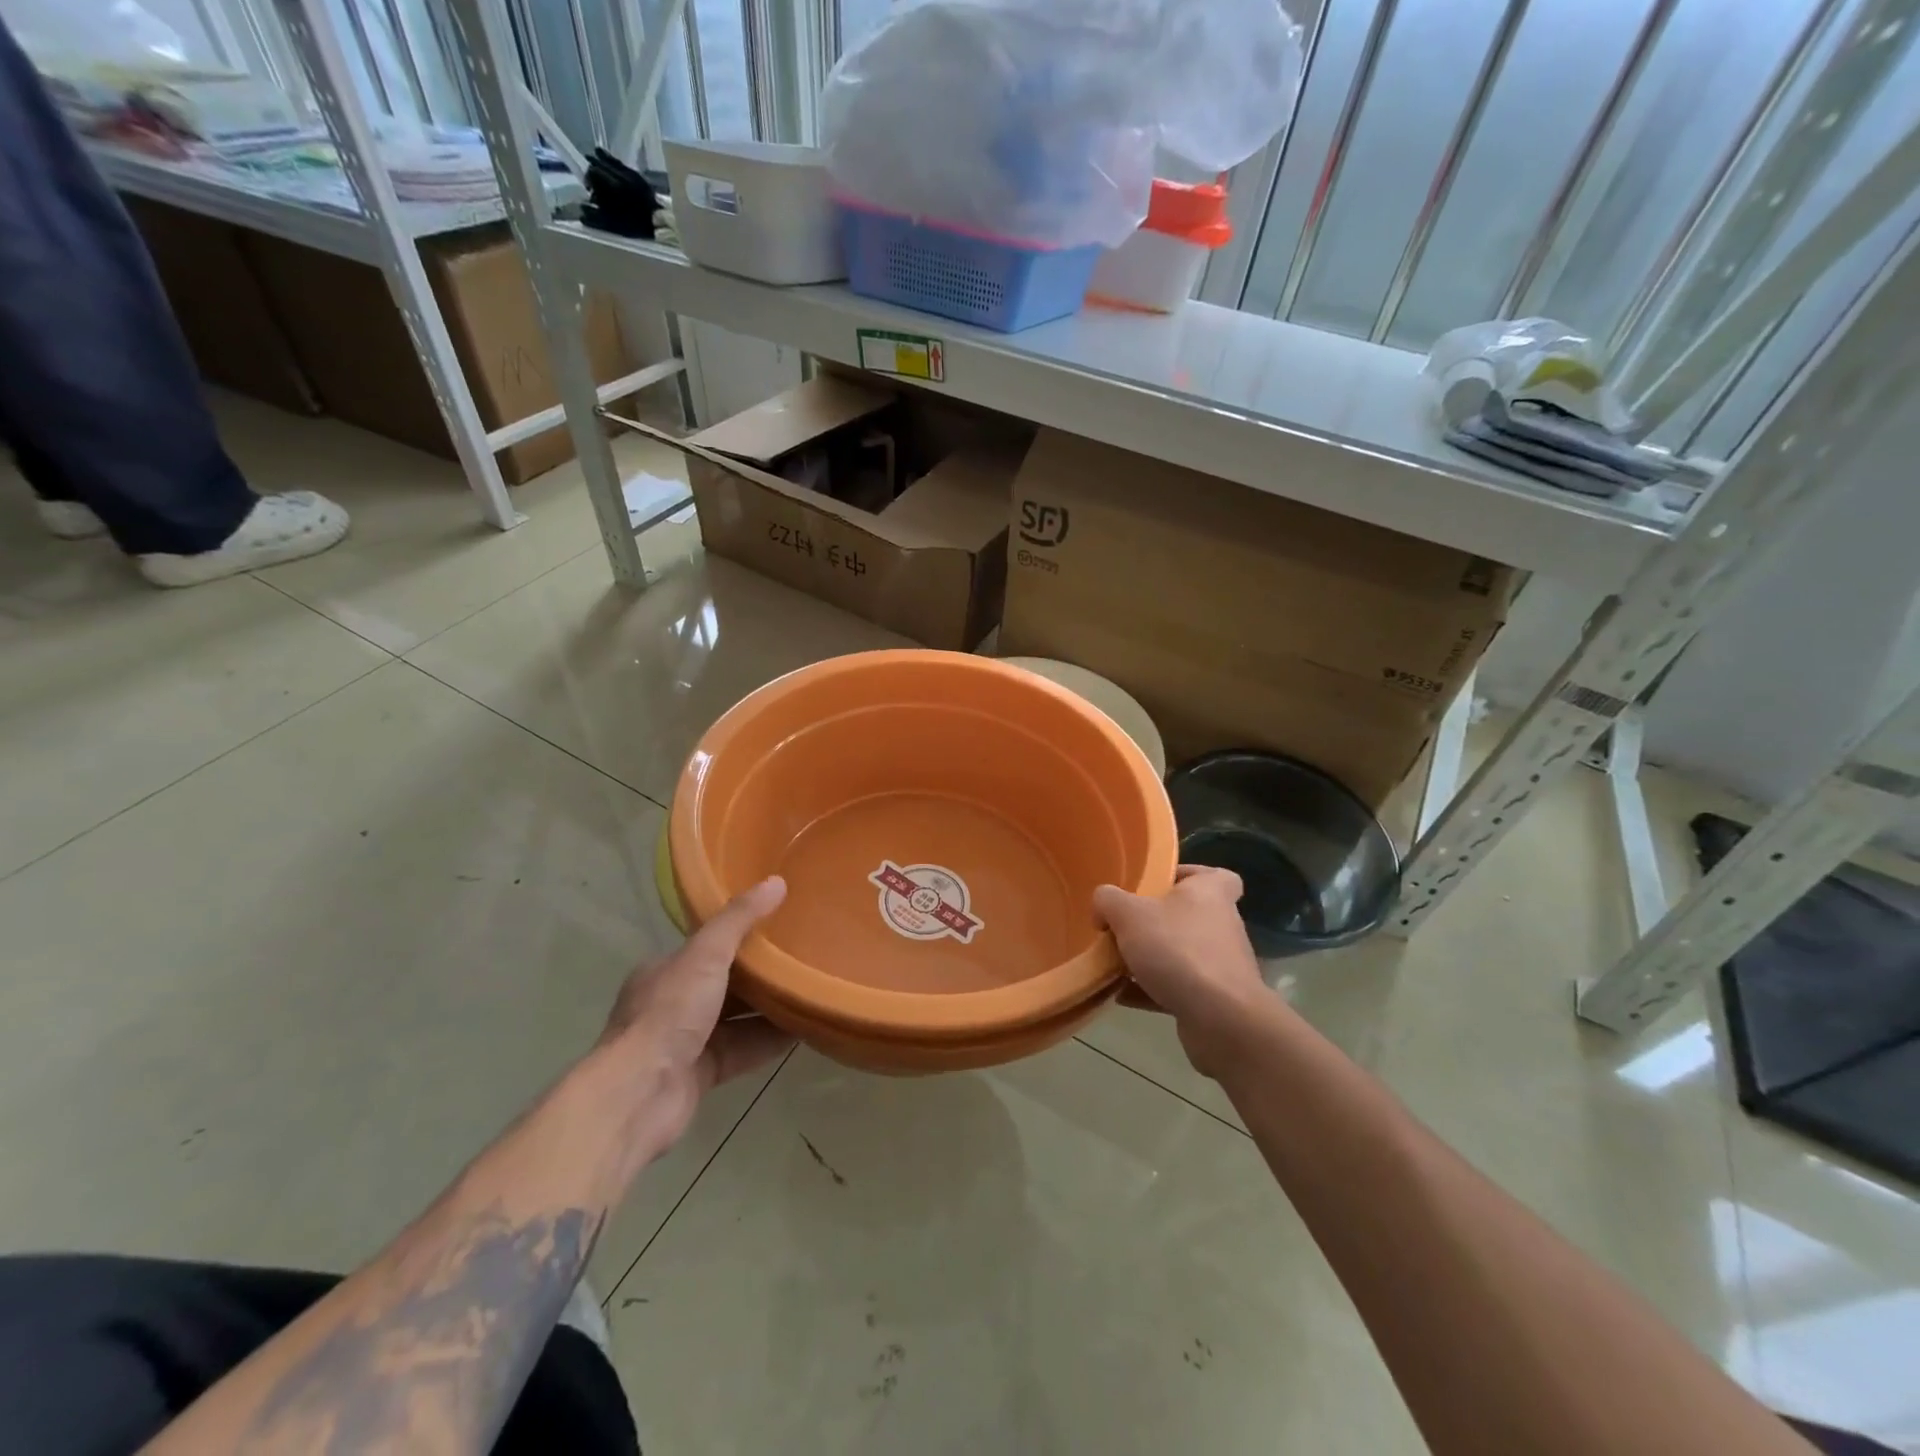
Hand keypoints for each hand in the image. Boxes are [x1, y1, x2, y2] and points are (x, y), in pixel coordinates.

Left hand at [599, 875, 794, 1145]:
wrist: (639, 1095)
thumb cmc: (669, 1013)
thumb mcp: (706, 955)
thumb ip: (740, 919)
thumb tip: (777, 881)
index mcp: (665, 971)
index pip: (707, 946)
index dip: (741, 934)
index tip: (778, 924)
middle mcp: (673, 1004)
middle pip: (725, 983)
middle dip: (761, 974)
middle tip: (803, 956)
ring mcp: (686, 1042)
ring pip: (737, 1018)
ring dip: (770, 1008)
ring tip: (811, 990)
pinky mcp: (701, 1074)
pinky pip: (743, 1050)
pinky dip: (769, 1041)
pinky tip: (802, 1031)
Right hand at [1094, 866, 1277, 1077]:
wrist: (1221, 1019)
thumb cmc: (1177, 950)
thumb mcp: (1129, 914)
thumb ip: (1108, 900)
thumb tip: (1102, 906)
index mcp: (1211, 893)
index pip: (1215, 875)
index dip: (1188, 875)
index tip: (1159, 885)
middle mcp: (1222, 924)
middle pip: (1188, 915)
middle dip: (1156, 921)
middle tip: (1125, 926)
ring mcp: (1221, 964)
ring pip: (1181, 953)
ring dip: (1151, 958)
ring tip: (1116, 963)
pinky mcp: (1216, 1000)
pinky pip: (1178, 987)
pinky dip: (1151, 989)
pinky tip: (1121, 995)